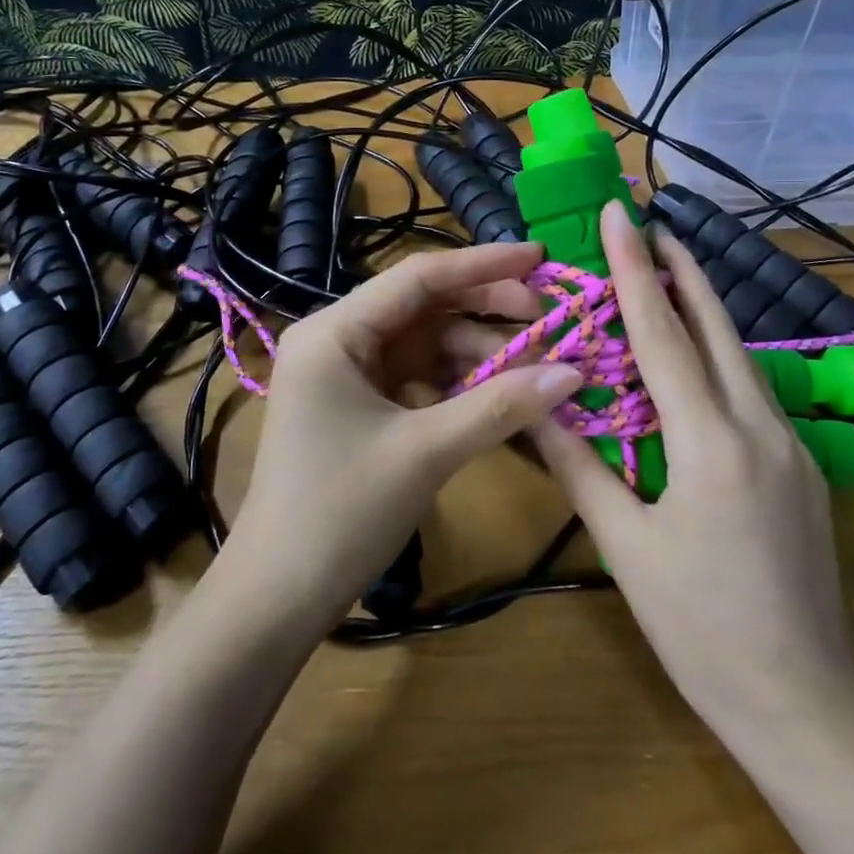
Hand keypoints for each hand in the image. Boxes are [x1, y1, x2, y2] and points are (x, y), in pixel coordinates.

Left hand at [223, 243, 583, 631]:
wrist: (278, 597)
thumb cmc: (342, 513)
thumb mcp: (426, 452)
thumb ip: (501, 406)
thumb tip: (575, 373)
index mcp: (334, 332)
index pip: (418, 277)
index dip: (483, 265)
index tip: (540, 256)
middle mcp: (335, 339)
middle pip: (423, 307)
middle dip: (486, 312)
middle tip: (548, 321)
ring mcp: (345, 374)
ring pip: (424, 344)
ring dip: (478, 352)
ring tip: (534, 368)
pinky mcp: (357, 406)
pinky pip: (416, 377)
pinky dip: (457, 382)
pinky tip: (498, 393)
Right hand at [531, 203, 853, 734]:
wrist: (805, 701)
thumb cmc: (700, 627)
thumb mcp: (625, 546)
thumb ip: (580, 466)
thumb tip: (538, 404)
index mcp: (711, 443)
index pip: (663, 335)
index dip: (636, 270)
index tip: (621, 215)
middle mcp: (759, 428)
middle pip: (717, 328)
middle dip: (683, 271)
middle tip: (652, 226)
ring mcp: (791, 445)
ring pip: (742, 356)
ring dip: (703, 310)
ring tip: (667, 277)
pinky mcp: (801, 466)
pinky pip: (752, 391)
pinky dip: (718, 357)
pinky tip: (696, 360)